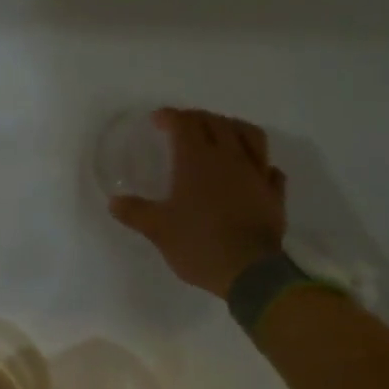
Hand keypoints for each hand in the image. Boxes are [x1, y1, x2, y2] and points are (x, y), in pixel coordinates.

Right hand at [110, 108, 286, 297]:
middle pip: (216, 122)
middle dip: (198, 117)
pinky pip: (270, 169)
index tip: (157, 120)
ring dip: (233, 127)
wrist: (249, 271)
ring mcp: (256, 174)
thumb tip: (114, 202)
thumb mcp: (158, 230)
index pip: (184, 124)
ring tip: (222, 133)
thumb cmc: (198, 244)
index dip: (170, 116)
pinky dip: (259, 163)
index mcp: (197, 160)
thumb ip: (135, 212)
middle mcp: (229, 158)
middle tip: (184, 125)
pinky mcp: (273, 194)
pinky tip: (252, 170)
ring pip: (250, 135)